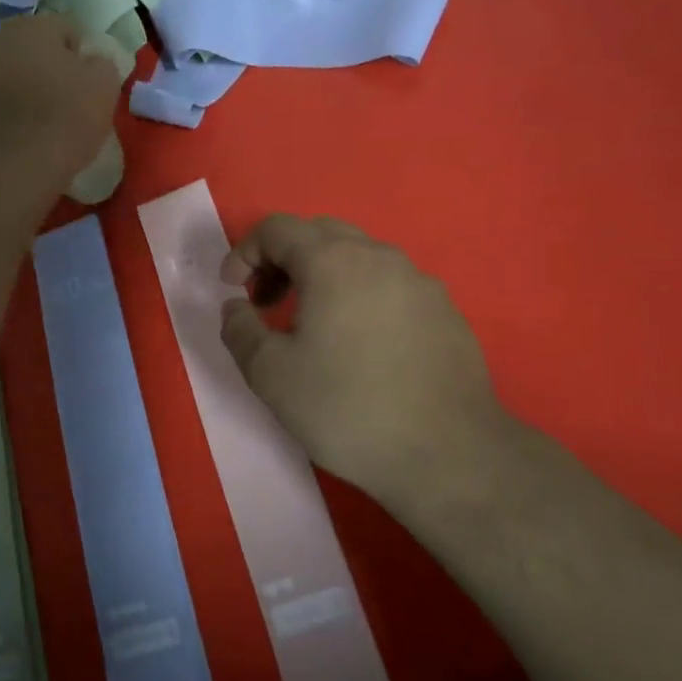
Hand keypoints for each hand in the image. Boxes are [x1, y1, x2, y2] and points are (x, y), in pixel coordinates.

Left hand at [0, 15, 121, 196]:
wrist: (7, 170)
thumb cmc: (63, 121)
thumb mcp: (104, 88)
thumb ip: (101, 64)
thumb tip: (92, 61)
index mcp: (34, 26)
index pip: (66, 28)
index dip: (81, 54)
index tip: (89, 83)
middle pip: (27, 47)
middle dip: (42, 66)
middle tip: (60, 100)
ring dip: (12, 86)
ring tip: (29, 120)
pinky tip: (1, 133)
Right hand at [219, 215, 514, 520]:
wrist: (448, 452)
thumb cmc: (348, 408)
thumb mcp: (271, 375)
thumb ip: (240, 330)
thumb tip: (237, 307)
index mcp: (334, 261)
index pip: (278, 228)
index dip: (244, 252)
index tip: (233, 289)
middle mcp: (379, 257)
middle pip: (320, 234)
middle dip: (283, 260)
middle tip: (267, 303)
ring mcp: (419, 281)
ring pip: (359, 258)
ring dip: (323, 277)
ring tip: (312, 326)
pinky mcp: (444, 310)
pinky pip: (390, 285)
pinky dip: (360, 296)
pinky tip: (361, 346)